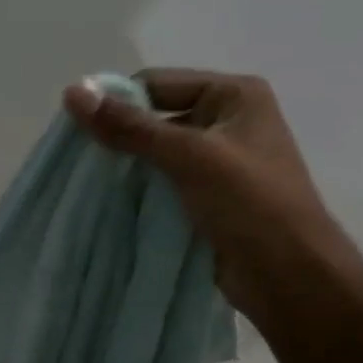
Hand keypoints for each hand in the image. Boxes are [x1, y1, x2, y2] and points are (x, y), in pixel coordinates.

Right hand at [63, 69, 338, 314]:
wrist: (289, 277)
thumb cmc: (250, 205)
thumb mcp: (189, 157)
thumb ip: (131, 127)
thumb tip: (73, 92)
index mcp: (233, 95)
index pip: (157, 85)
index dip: (116, 103)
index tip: (75, 131)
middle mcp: (226, 122)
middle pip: (155, 119)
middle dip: (119, 139)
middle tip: (76, 162)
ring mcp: (218, 164)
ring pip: (156, 157)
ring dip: (126, 170)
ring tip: (87, 186)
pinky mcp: (207, 200)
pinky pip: (163, 186)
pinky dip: (139, 194)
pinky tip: (109, 206)